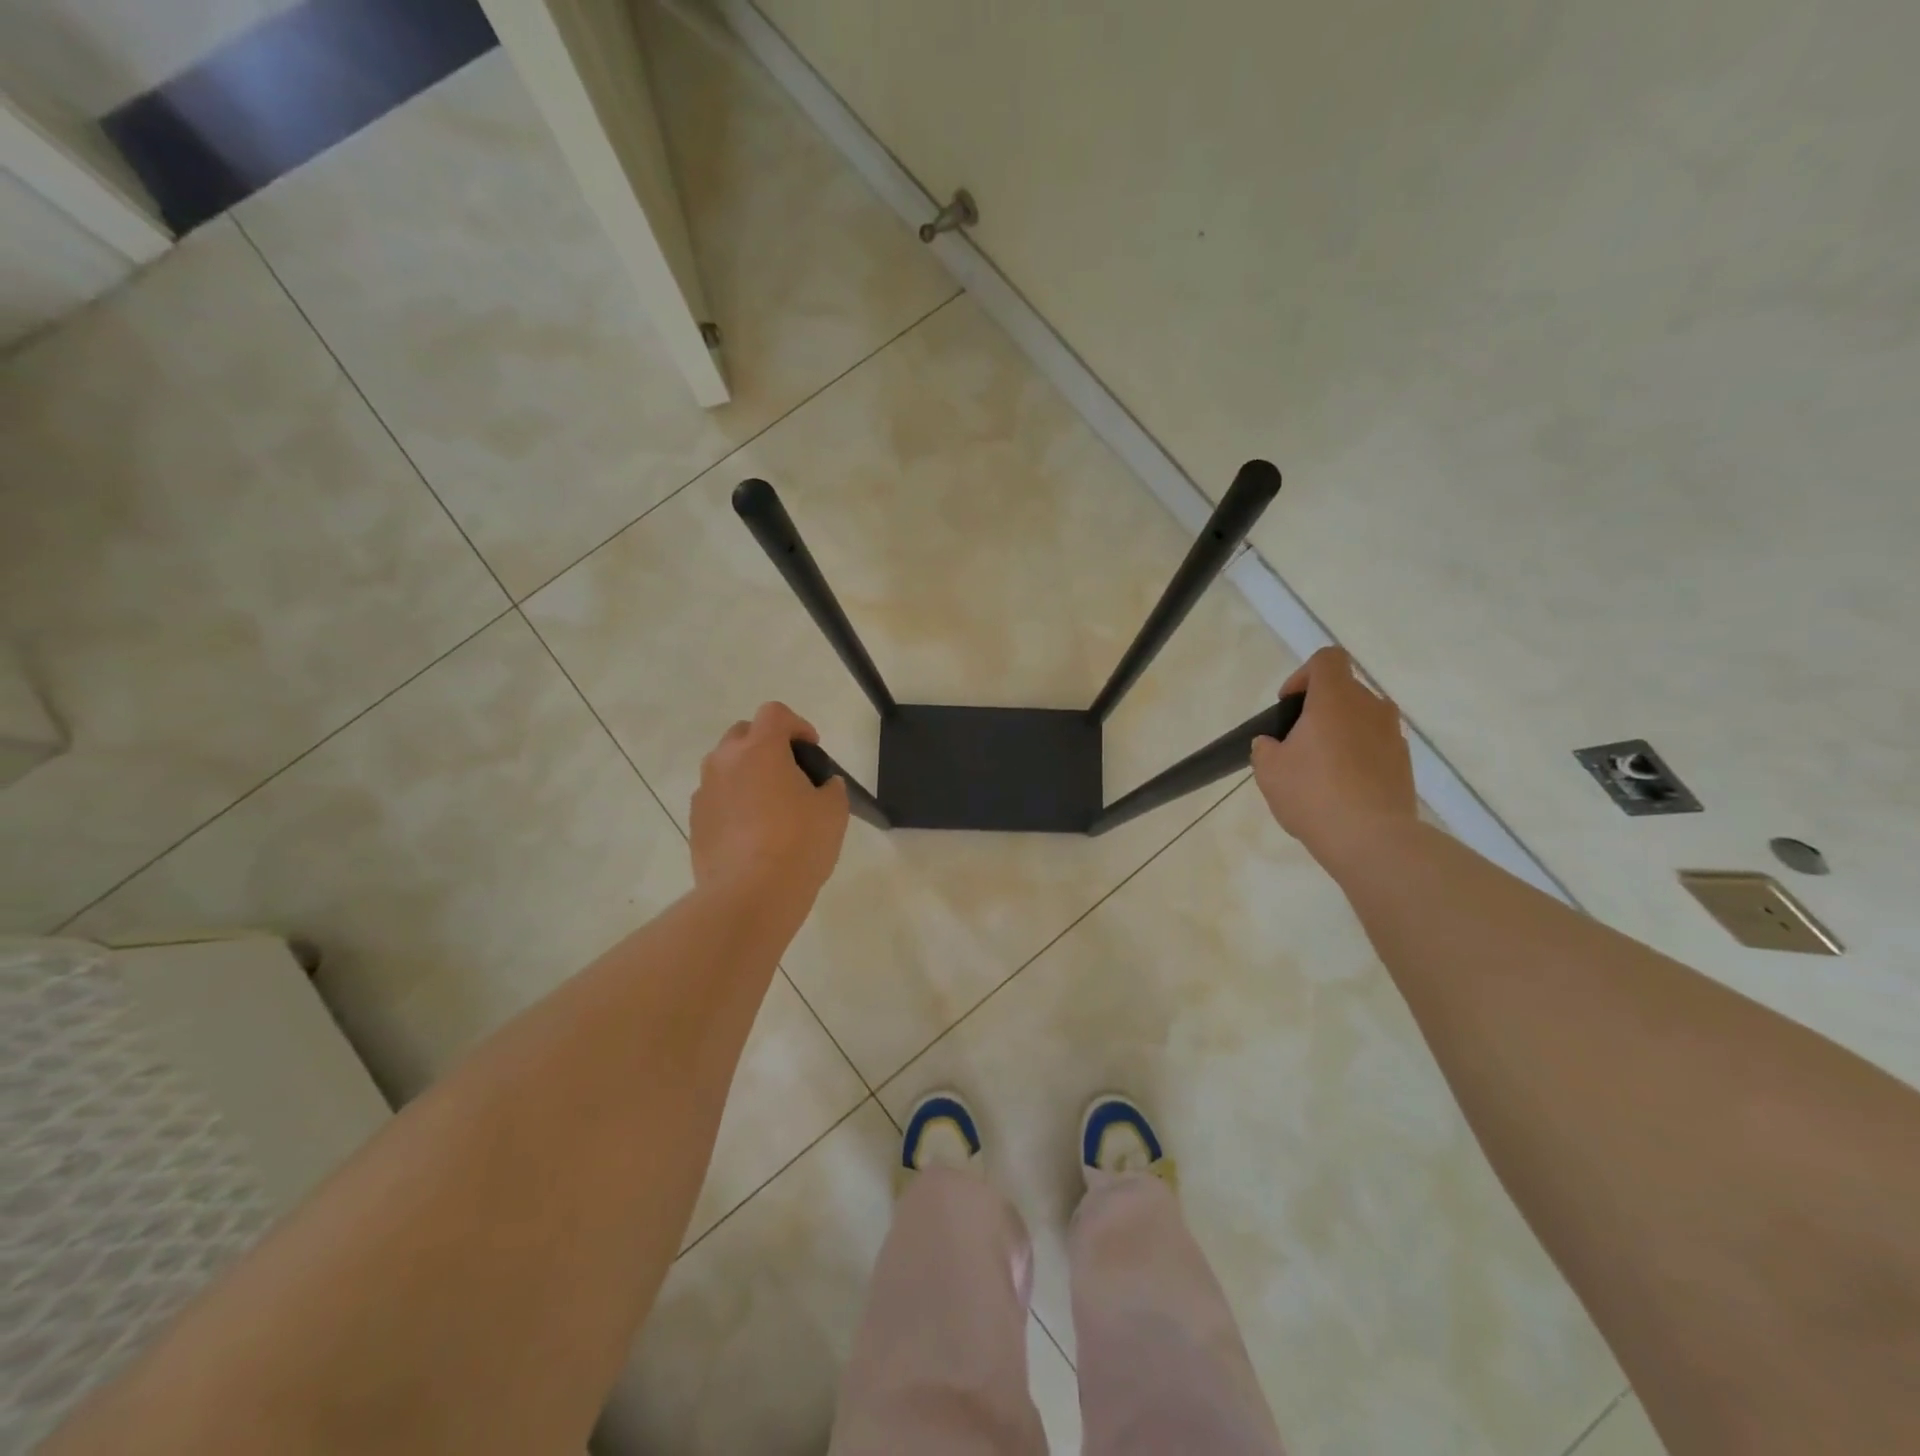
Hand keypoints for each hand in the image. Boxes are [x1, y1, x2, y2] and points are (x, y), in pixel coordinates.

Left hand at [690, 702, 848, 904]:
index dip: (797, 725)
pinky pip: (716, 799)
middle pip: (743, 734)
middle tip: (791, 774)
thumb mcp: (833, 811)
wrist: (749, 896)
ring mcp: (704, 793)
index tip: (812, 750)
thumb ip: (829, 788)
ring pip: (725, 767)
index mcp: (759, 750)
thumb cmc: (798, 844)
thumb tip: (822, 786)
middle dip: (767, 744)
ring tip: (770, 806)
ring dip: (747, 774)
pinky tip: (752, 833)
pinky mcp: (695, 822)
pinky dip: (733, 803)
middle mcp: (724, 762)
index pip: (774, 713)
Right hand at [1251, 647, 1416, 865]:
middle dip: (1320, 709)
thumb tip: (1273, 744)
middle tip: (1298, 743)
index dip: (1304, 674)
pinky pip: (1376, 746)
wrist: (1371, 838)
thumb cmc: (1312, 793)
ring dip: (1341, 733)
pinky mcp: (1404, 763)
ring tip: (1320, 768)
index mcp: (1335, 699)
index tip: (1289, 705)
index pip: (1327, 659)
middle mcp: (1370, 707)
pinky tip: (1341, 789)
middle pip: (1345, 690)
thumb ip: (1266, 748)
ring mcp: (1393, 735)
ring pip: (1362, 719)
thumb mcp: (1268, 770)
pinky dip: (1358, 756)